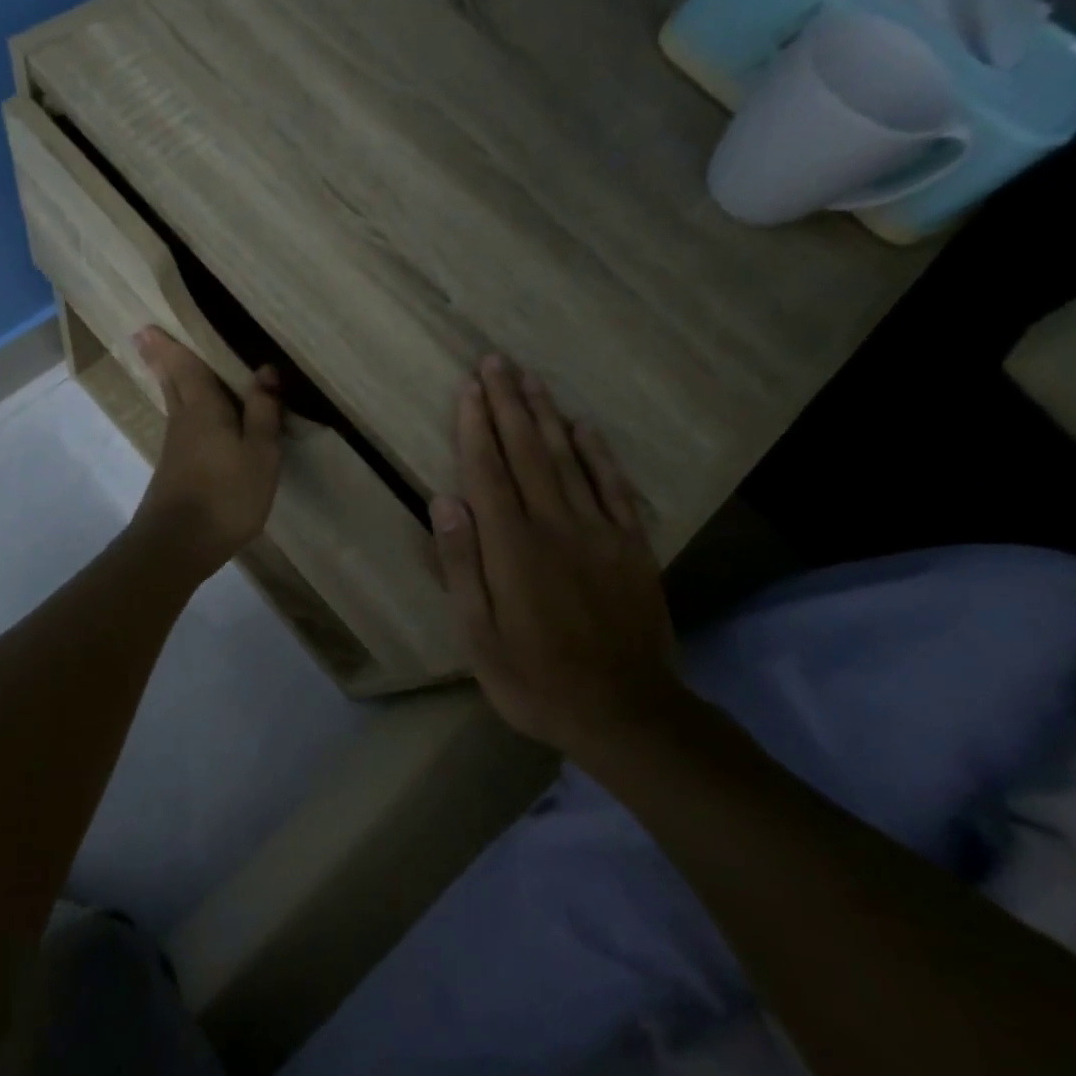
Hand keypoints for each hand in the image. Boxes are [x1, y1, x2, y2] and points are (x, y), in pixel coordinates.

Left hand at [130, 327, 282, 578]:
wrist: (179, 545)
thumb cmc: (226, 494)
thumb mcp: (259, 453)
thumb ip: (262, 412)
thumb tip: (264, 369)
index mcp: (203, 409)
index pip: (186, 368)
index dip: (171, 346)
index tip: (149, 325)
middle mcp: (183, 421)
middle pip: (171, 382)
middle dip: (160, 358)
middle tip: (145, 336)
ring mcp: (175, 447)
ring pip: (173, 402)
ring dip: (168, 380)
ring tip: (166, 363)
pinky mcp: (175, 469)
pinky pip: (180, 424)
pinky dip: (180, 407)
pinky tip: (189, 415)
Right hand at [430, 356, 683, 765]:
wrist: (627, 712)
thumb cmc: (536, 678)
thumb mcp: (479, 636)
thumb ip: (461, 565)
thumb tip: (444, 501)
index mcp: (512, 547)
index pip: (487, 471)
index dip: (475, 426)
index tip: (469, 387)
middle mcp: (555, 525)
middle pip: (526, 452)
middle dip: (508, 403)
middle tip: (496, 362)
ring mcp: (599, 531)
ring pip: (567, 459)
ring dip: (546, 415)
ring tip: (530, 378)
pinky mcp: (631, 545)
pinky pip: (613, 486)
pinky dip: (597, 452)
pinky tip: (583, 426)